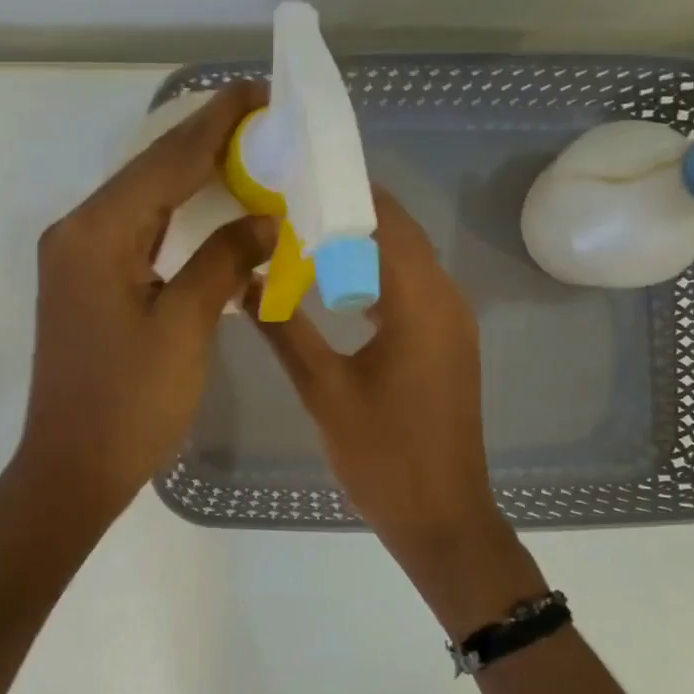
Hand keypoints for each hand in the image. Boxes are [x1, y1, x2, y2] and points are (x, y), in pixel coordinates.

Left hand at [13, 80, 273, 533]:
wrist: (72, 467)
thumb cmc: (130, 403)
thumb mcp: (185, 327)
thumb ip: (223, 261)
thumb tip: (264, 220)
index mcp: (97, 234)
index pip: (166, 162)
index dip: (215, 125)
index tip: (258, 91)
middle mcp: (77, 232)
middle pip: (149, 172)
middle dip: (203, 141)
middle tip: (260, 117)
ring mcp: (76, 257)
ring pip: (141, 199)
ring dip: (189, 174)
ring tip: (242, 149)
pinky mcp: (84, 281)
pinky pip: (135, 230)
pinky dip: (174, 214)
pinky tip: (205, 204)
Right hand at [253, 190, 542, 630]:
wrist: (441, 517)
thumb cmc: (383, 455)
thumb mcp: (324, 390)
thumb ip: (284, 329)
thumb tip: (244, 280)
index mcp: (421, 301)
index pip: (384, 219)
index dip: (342, 191)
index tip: (293, 176)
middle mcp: (445, 298)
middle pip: (397, 232)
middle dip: (346, 212)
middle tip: (287, 201)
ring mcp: (450, 322)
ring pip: (403, 260)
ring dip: (359, 244)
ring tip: (300, 234)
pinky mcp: (445, 343)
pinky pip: (408, 289)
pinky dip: (372, 276)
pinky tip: (332, 285)